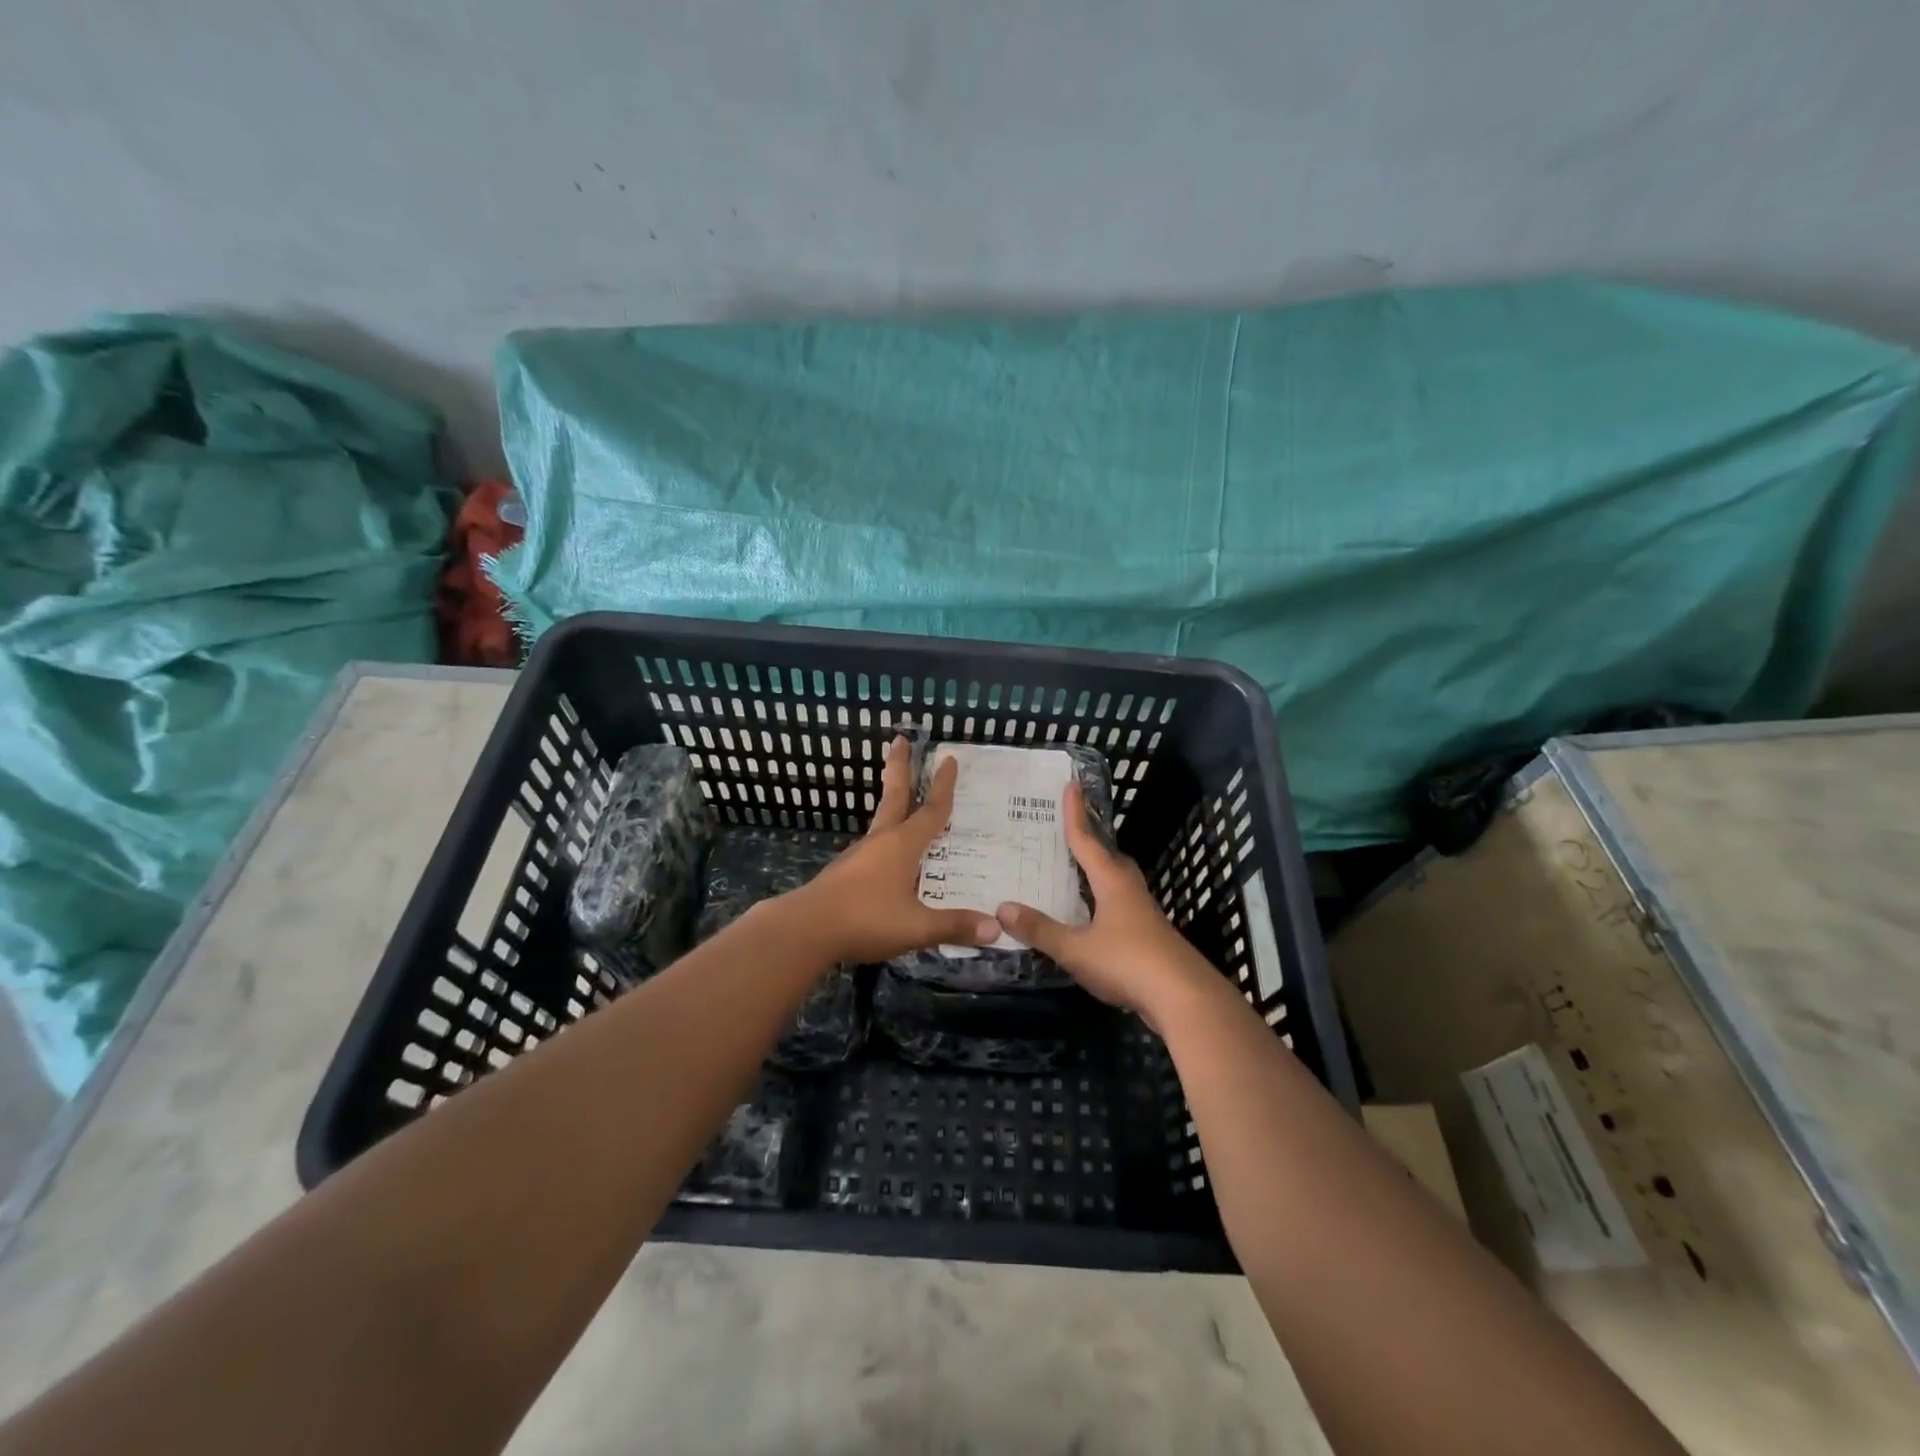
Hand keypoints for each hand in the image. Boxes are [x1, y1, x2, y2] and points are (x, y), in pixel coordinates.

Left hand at [788, 736, 1000, 963]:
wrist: (806, 930)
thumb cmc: (865, 919)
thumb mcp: (916, 927)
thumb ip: (954, 926)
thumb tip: (996, 929)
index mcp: (902, 845)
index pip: (931, 810)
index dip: (943, 786)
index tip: (948, 758)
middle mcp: (881, 841)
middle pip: (894, 796)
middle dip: (900, 768)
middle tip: (899, 740)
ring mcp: (859, 855)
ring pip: (882, 822)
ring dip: (894, 804)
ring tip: (905, 803)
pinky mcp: (845, 872)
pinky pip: (874, 848)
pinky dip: (887, 839)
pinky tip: (891, 857)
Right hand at [995, 780, 1217, 1027]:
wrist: (1184, 998)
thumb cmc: (1127, 962)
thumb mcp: (1075, 948)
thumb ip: (1040, 929)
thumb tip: (1002, 908)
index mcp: (1112, 882)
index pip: (1088, 841)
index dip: (1076, 814)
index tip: (1071, 785)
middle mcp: (1130, 891)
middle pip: (1110, 859)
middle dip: (1092, 844)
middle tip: (1071, 835)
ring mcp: (1144, 916)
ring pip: (1119, 884)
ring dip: (1100, 875)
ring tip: (1078, 875)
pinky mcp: (1151, 939)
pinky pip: (1122, 909)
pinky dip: (1105, 904)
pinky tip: (1094, 920)